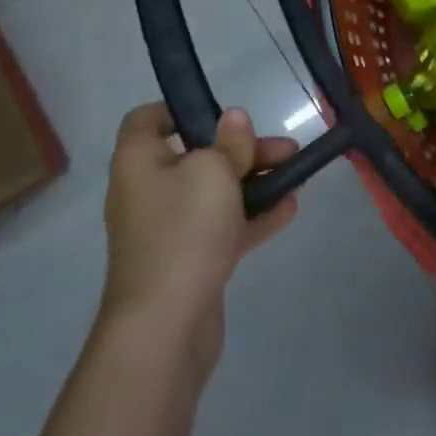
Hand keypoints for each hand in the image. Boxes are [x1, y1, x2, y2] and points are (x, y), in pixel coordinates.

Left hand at [101, 103, 298, 376]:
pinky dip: (252, 217)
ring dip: (254, 182)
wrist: (165, 326)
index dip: (181, 110)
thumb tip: (234, 118)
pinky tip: (289, 209)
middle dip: (242, 150)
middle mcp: (147, 190)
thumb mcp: (214, 171)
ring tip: (296, 175)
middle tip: (284, 148)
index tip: (220, 114)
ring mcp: (167, 229)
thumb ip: (230, 142)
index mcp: (138, 160)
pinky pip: (221, 228)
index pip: (147, 120)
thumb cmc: (184, 230)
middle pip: (195, 156)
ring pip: (214, 193)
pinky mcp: (188, 261)